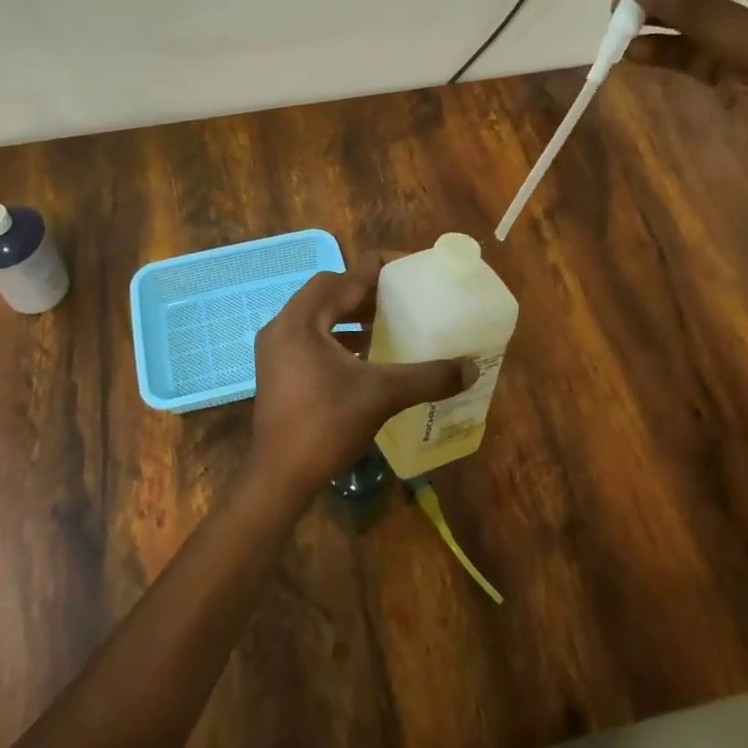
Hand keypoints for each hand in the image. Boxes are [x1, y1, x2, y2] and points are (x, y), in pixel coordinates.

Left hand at [250, 257, 475, 502]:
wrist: (278, 479)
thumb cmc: (326, 427)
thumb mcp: (381, 396)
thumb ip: (427, 377)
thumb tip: (471, 368)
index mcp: (301, 320)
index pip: (344, 277)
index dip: (380, 268)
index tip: (411, 269)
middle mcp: (283, 326)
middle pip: (328, 291)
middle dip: (366, 291)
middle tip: (401, 297)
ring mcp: (275, 350)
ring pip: (318, 315)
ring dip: (351, 314)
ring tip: (388, 323)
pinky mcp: (277, 370)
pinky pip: (311, 337)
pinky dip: (338, 337)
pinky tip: (365, 356)